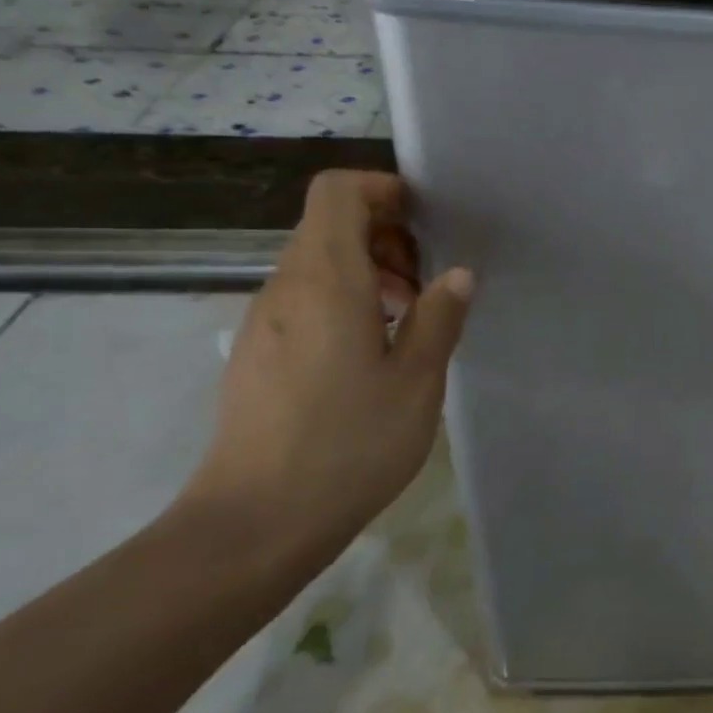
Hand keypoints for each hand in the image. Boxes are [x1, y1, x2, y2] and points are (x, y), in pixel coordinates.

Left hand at [179, 170, 472, 568]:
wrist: (254, 524)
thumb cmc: (348, 444)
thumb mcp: (417, 380)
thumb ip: (440, 316)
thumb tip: (457, 274)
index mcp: (325, 280)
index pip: (337, 192)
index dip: (382, 189)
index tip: (425, 221)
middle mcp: (285, 287)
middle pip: (329, 224)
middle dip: (386, 235)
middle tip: (429, 282)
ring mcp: (264, 321)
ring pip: (318, 263)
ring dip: (369, 271)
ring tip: (408, 319)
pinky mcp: (257, 352)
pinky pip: (304, 299)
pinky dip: (344, 300)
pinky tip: (373, 352)